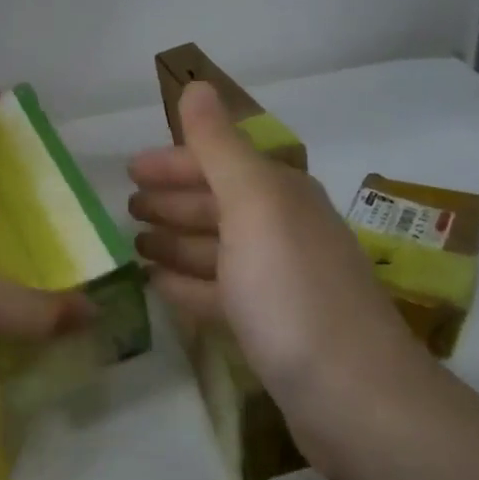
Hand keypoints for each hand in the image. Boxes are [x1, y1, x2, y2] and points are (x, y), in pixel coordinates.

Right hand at [127, 82, 417, 424]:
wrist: (352, 395)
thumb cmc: (291, 289)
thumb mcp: (252, 204)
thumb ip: (218, 146)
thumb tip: (196, 84)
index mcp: (280, 194)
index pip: (219, 162)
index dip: (174, 162)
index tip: (129, 170)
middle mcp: (282, 230)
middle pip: (217, 204)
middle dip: (172, 201)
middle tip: (126, 208)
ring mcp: (278, 281)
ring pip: (215, 250)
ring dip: (175, 243)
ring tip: (134, 246)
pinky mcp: (271, 327)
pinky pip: (218, 293)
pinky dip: (188, 285)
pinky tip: (159, 287)